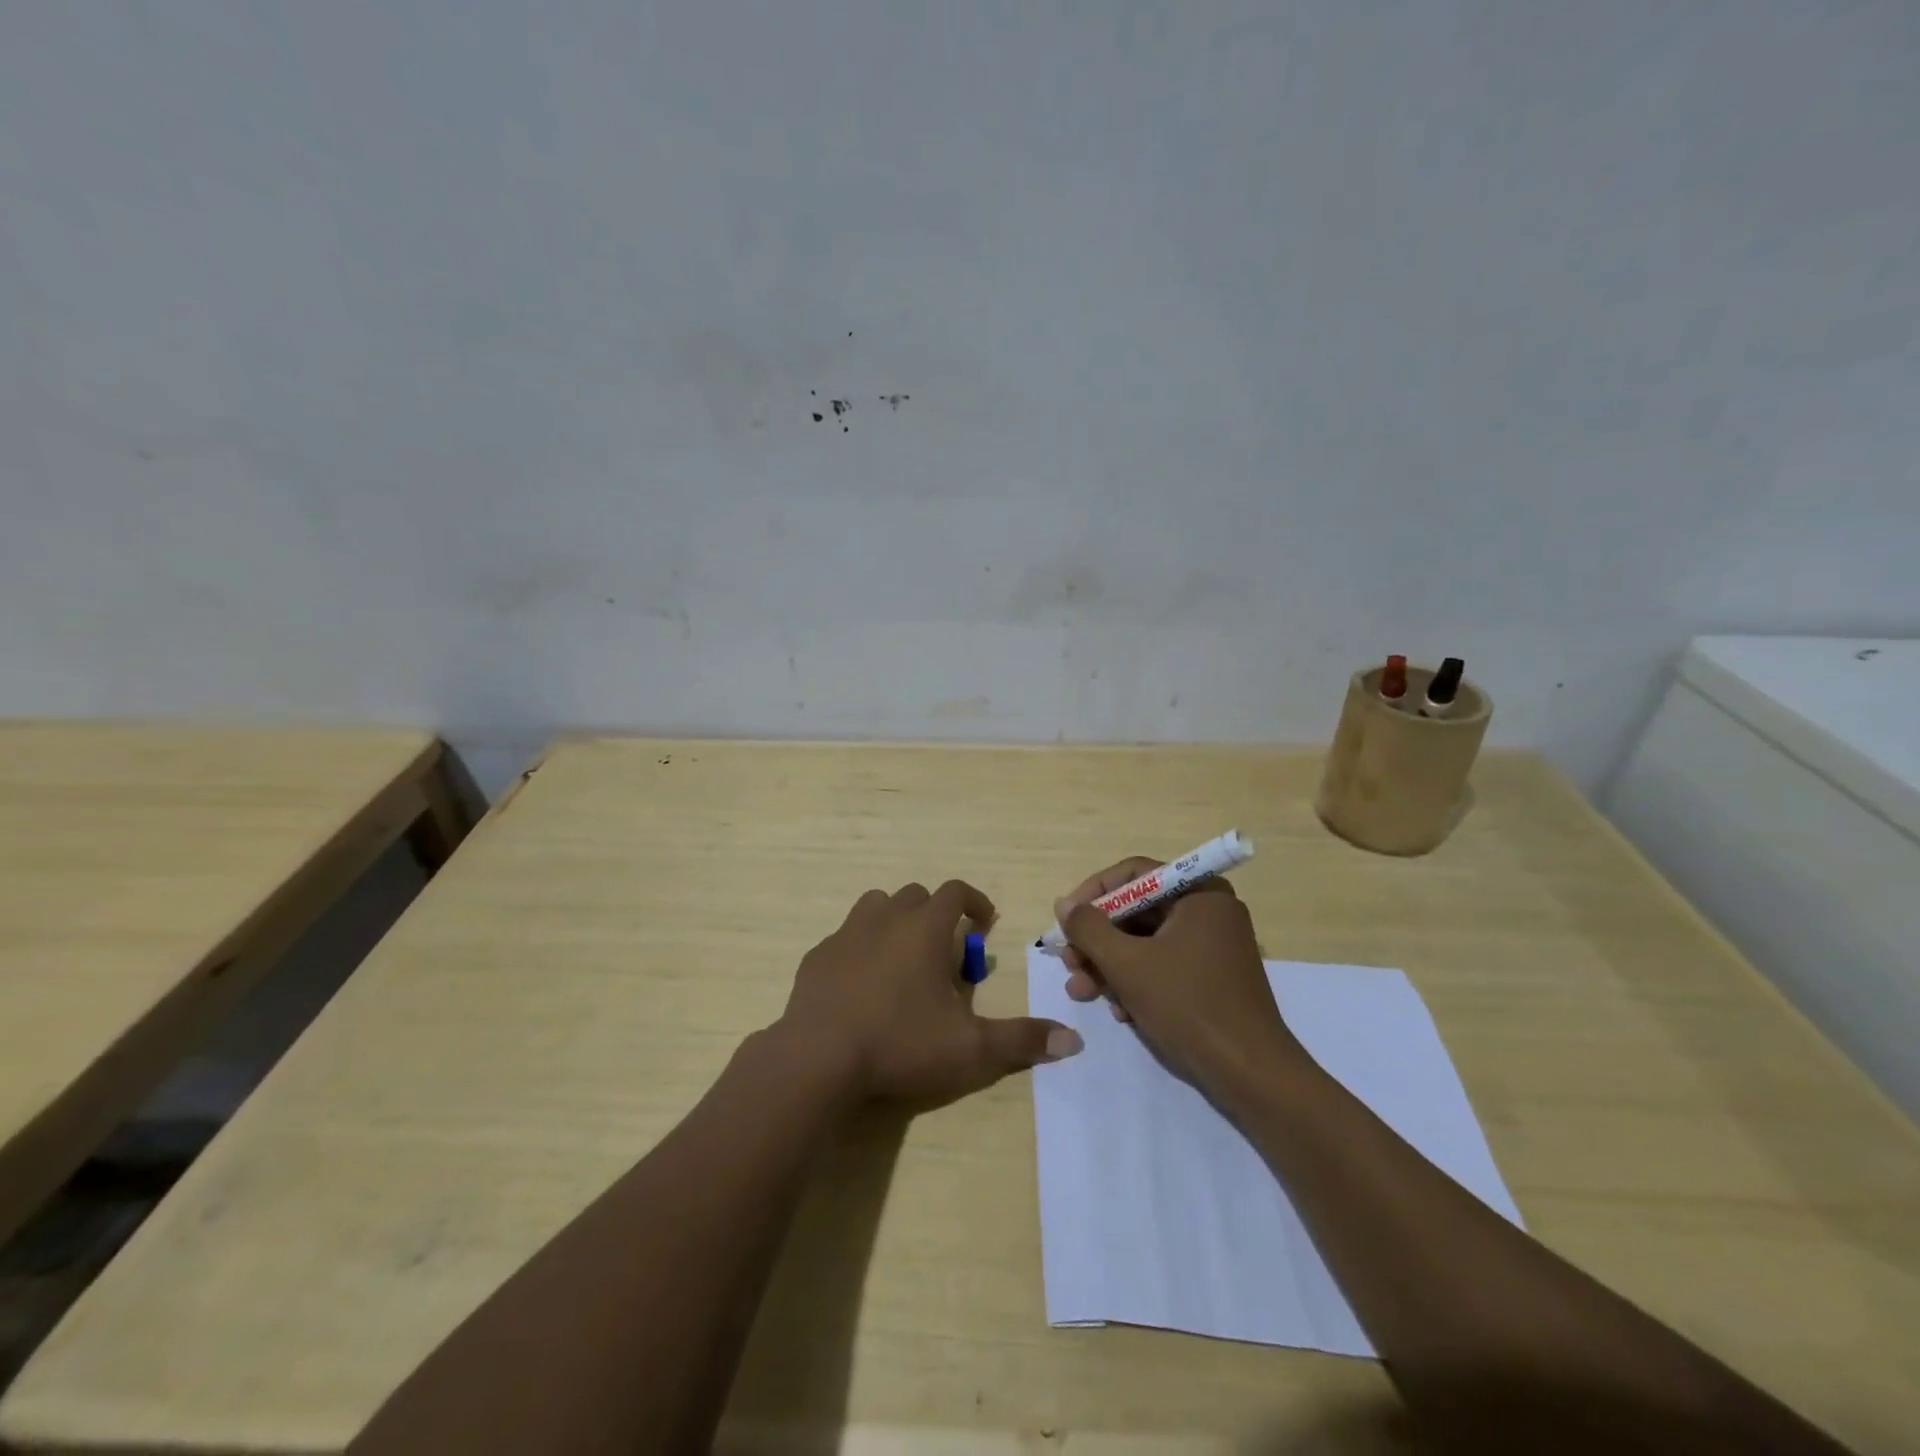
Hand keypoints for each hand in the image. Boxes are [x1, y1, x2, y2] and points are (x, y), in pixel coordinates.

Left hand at [780, 879, 1082, 1103]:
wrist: (818, 1058)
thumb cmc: (900, 1043)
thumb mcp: (970, 1049)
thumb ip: (1021, 1040)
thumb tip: (1073, 1040)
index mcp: (923, 928)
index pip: (955, 892)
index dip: (974, 901)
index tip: (985, 922)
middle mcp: (885, 918)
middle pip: (916, 896)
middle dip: (936, 914)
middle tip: (946, 952)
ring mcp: (846, 934)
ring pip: (876, 906)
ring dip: (896, 921)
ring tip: (904, 958)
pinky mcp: (818, 956)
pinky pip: (845, 937)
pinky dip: (861, 947)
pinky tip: (863, 983)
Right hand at [1054, 857, 1304, 1089]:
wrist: (1249, 1073)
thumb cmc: (1187, 1005)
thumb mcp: (1126, 963)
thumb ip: (1089, 928)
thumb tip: (1065, 904)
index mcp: (1199, 894)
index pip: (1134, 874)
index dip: (1093, 893)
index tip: (1065, 919)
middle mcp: (1209, 911)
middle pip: (1137, 911)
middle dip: (1097, 940)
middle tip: (1068, 963)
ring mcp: (1213, 946)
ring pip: (1146, 942)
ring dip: (1109, 965)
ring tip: (1081, 992)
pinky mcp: (1212, 978)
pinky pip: (1164, 965)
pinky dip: (1136, 981)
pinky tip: (1118, 1011)